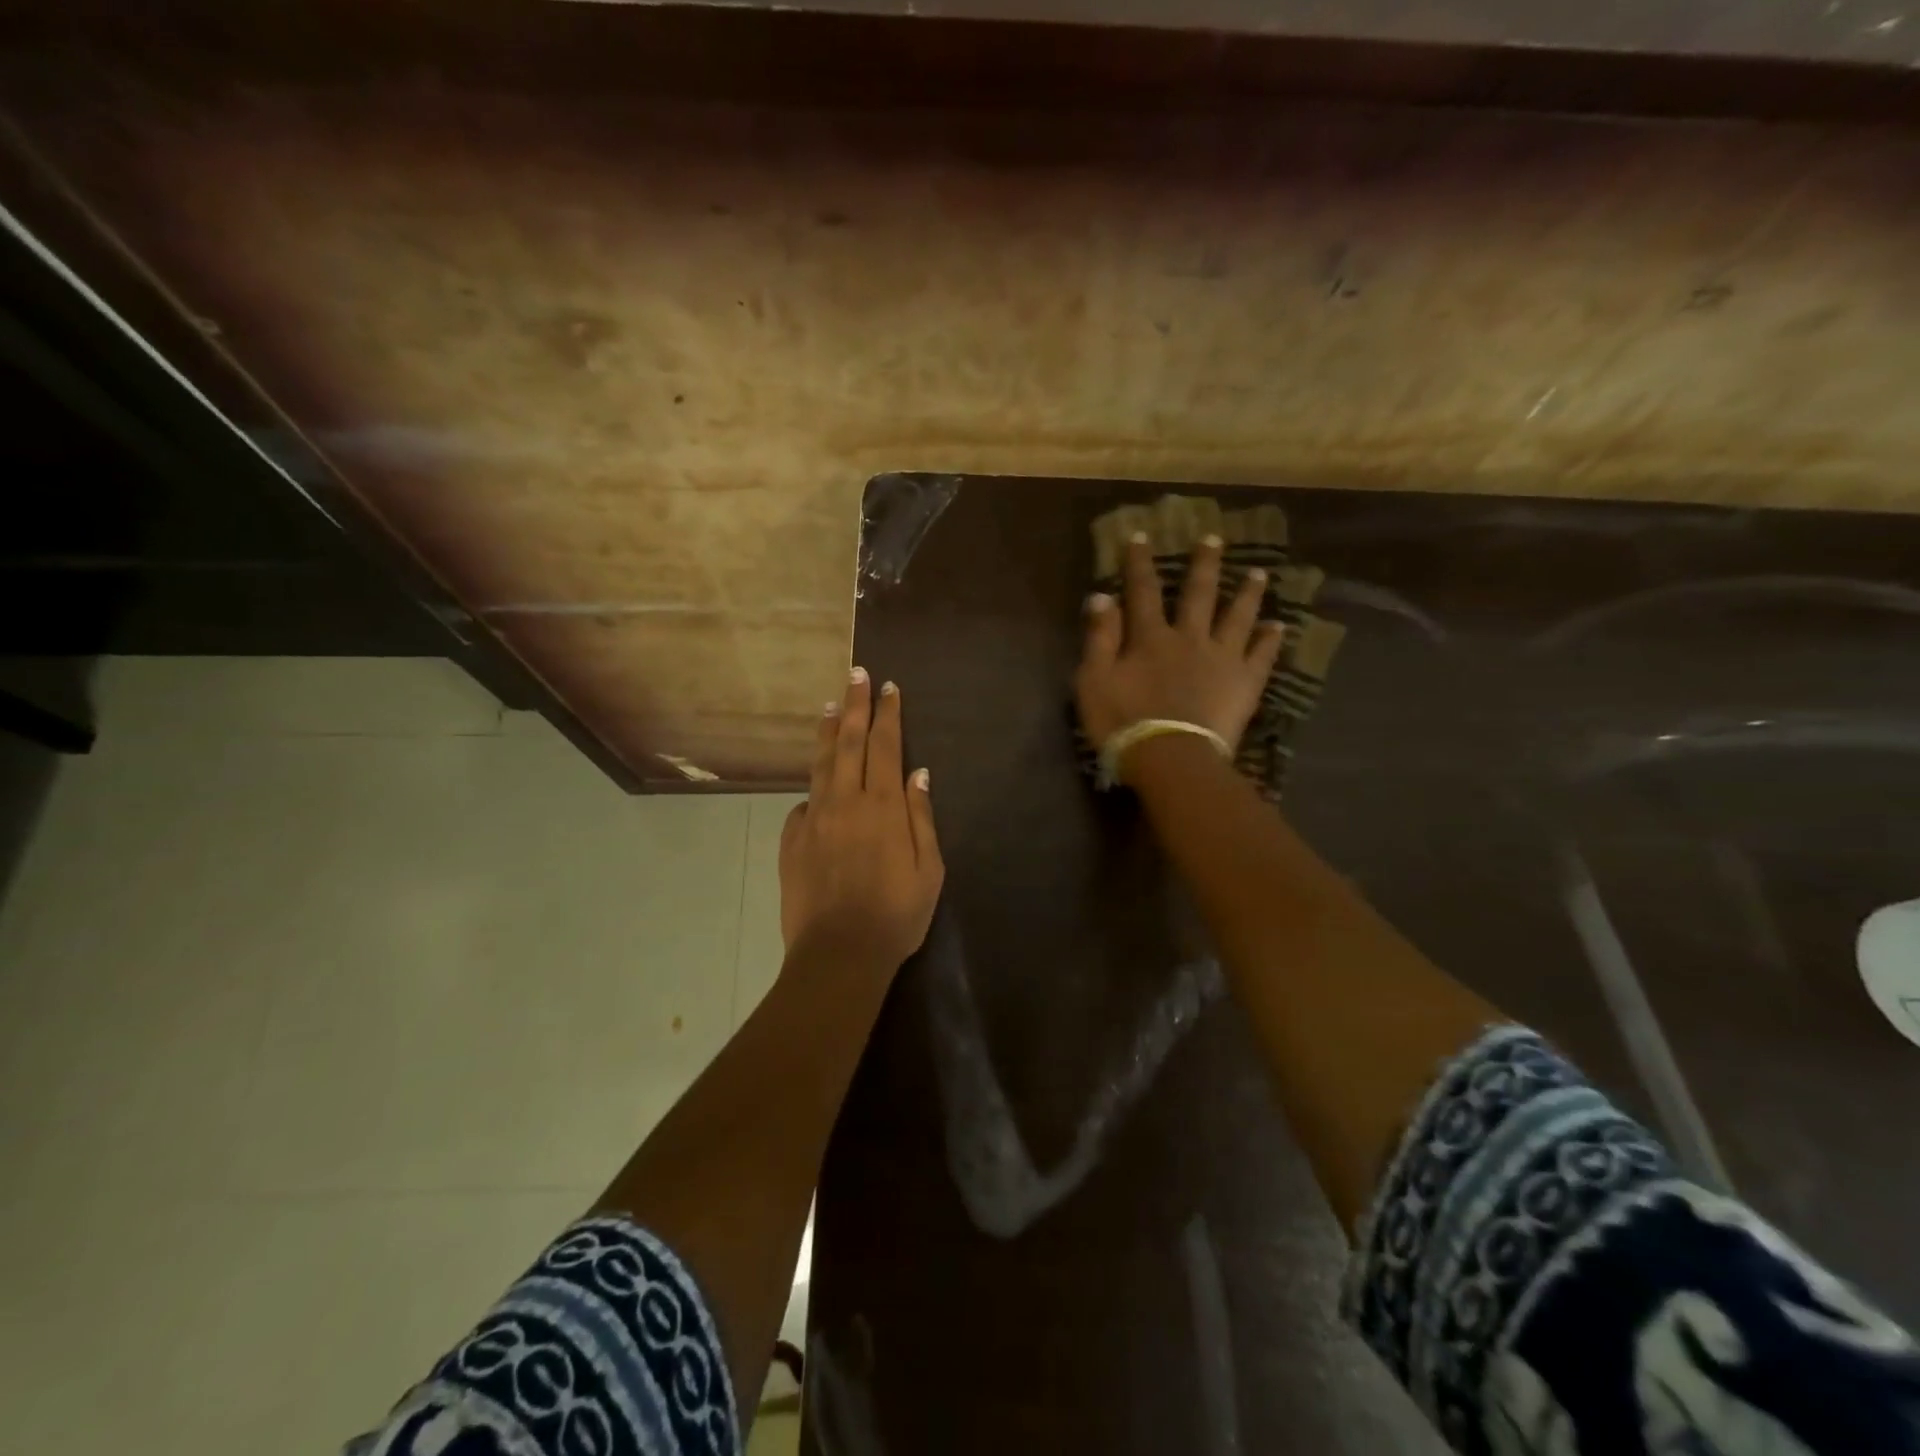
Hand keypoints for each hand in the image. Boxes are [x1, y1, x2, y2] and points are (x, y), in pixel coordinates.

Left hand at [778, 668, 944, 974]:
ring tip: (830, 706)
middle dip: (854, 705)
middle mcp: (845, 802)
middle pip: (848, 742)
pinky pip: (804, 804)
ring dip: (827, 732)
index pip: (885, 746)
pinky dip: (814, 787)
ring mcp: (814, 819)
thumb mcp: (930, 870)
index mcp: (883, 807)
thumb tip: (919, 774)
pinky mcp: (792, 840)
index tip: (888, 688)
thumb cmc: (896, 915)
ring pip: (820, 764)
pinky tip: (817, 784)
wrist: (838, 953)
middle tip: (855, 674)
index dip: (887, 714)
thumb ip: (921, 817)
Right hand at [1074, 532, 1284, 770]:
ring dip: (1247, 594)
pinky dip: (1271, 640)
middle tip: (1214, 539)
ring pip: (1238, 618)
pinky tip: (1279, 626)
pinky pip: (1262, 657)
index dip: (1140, 564)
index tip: (1141, 536)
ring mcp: (1222, 659)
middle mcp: (1190, 639)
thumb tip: (1101, 597)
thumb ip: (1099, 638)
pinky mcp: (1244, 684)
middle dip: (1204, 565)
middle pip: (1199, 595)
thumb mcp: (1094, 681)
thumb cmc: (1123, 722)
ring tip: (1260, 573)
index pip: (1143, 592)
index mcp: (1151, 638)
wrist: (1170, 758)